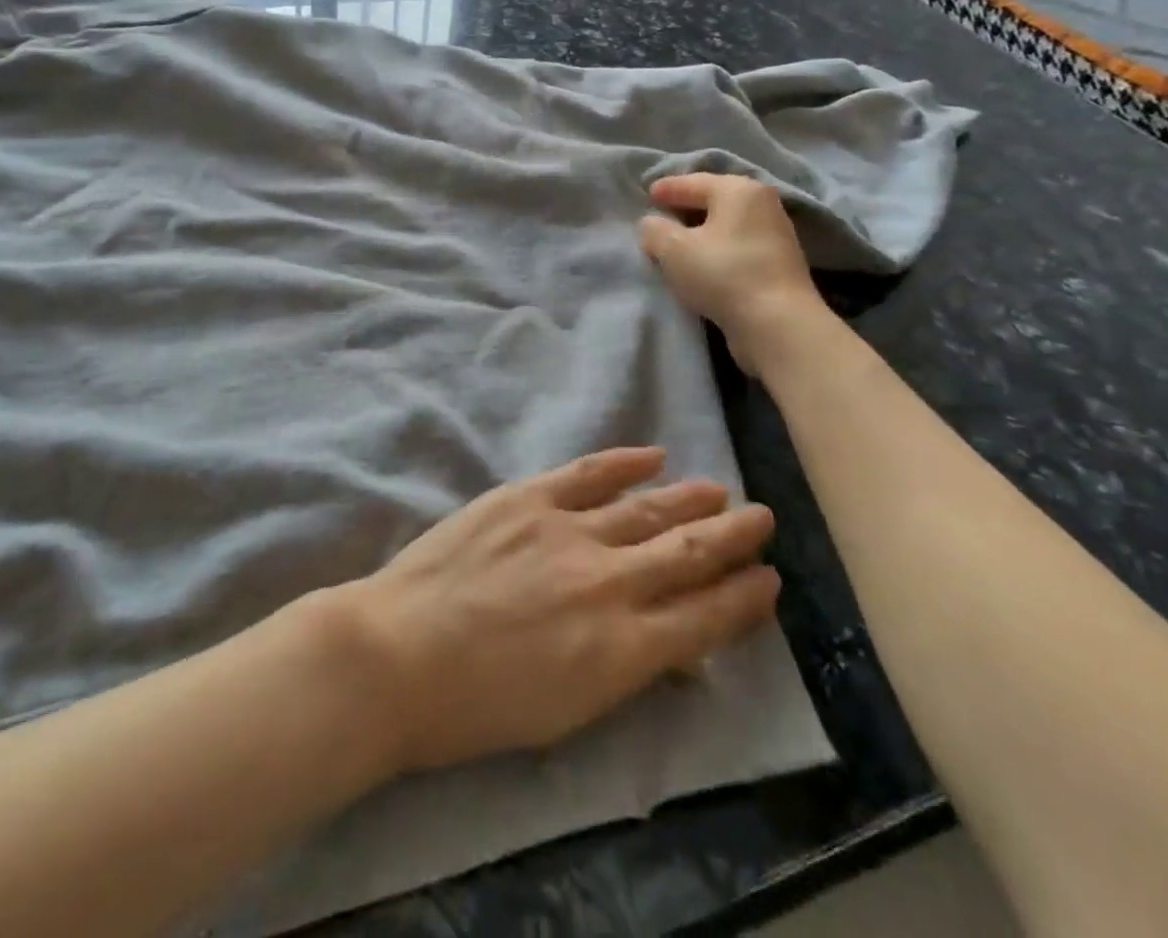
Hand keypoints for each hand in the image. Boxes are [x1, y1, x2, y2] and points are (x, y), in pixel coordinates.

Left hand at [345, 447, 778, 774]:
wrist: (398, 655)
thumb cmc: (479, 706)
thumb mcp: (570, 712)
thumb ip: (625, 668)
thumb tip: (669, 640)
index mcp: (623, 651)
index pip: (705, 618)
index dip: (744, 599)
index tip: (769, 581)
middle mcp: (609, 583)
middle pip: (688, 553)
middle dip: (733, 538)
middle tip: (762, 520)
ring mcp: (568, 531)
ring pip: (647, 509)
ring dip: (689, 498)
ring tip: (719, 489)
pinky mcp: (528, 496)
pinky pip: (589, 472)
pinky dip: (624, 463)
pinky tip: (652, 455)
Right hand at [637, 173, 827, 365]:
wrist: (777, 323)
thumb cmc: (722, 274)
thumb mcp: (673, 249)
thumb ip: (654, 230)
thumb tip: (652, 224)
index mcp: (738, 190)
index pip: (693, 182)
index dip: (667, 188)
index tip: (647, 194)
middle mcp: (762, 204)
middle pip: (714, 200)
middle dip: (685, 208)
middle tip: (660, 217)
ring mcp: (775, 234)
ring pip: (726, 225)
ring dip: (702, 232)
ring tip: (677, 243)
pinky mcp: (779, 263)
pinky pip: (737, 246)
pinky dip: (717, 249)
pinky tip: (703, 263)